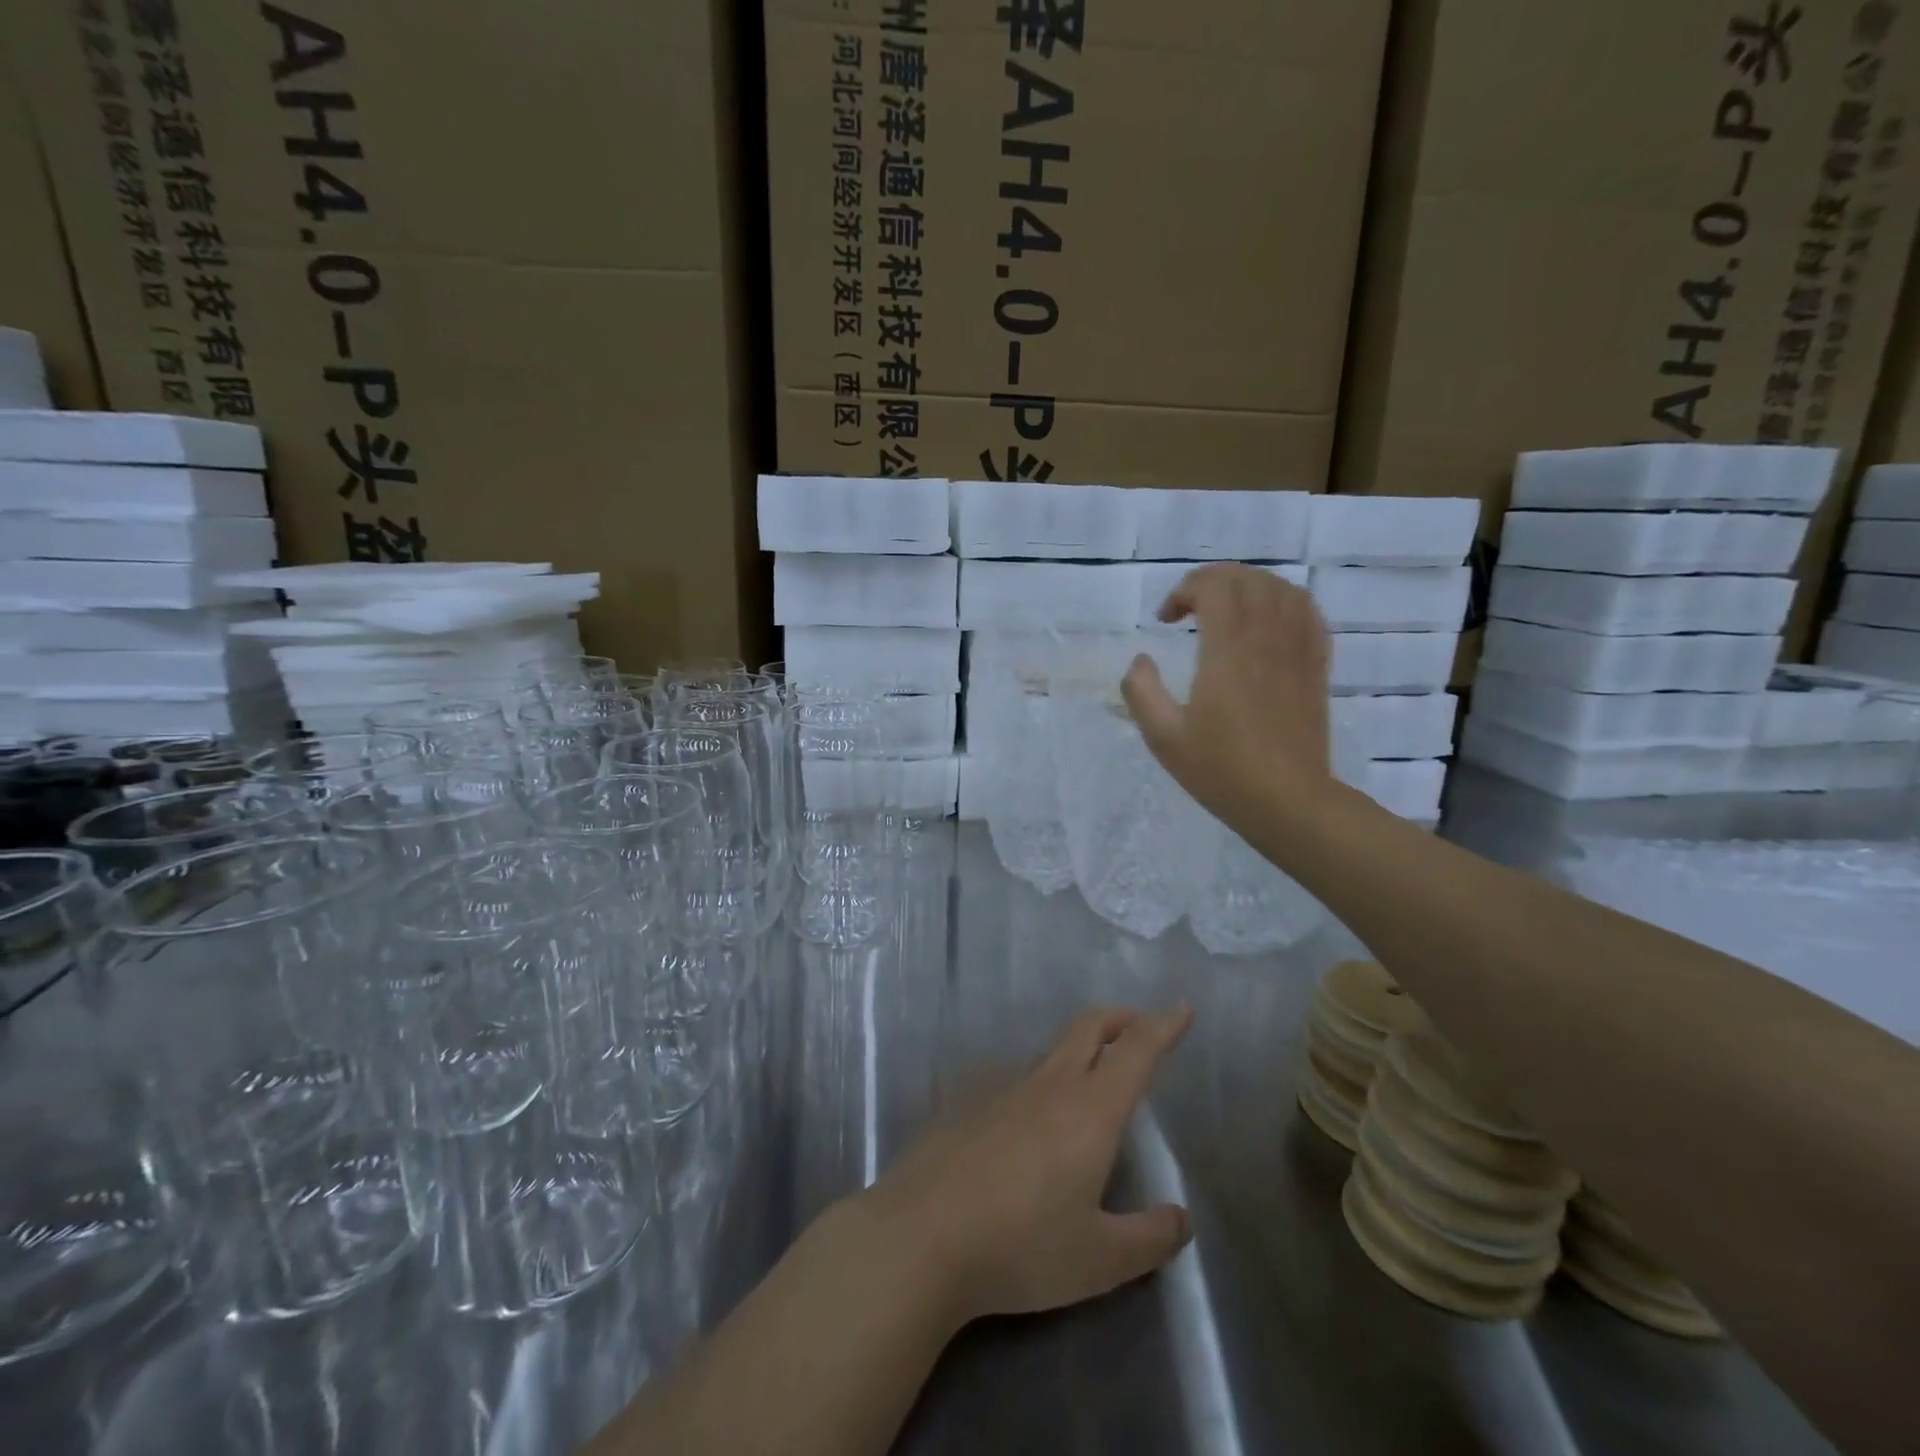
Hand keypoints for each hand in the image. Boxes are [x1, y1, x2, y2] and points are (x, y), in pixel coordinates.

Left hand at [853, 1005, 1193, 1329]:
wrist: (921, 1235)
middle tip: (1141, 1027)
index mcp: (1089, 1110)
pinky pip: (1015, 1082)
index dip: (1162, 1027)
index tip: (1181, 1007)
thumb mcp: (1100, 1259)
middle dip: (1121, 1019)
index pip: (1136, 1051)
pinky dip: (1040, 1086)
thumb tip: (1180, 1219)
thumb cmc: (1022, 1245)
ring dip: (1079, 1052)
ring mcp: (1002, 1088)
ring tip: (1090, 1086)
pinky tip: (1029, 1128)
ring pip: (1051, 1053)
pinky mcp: (967, 1103)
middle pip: (1089, 1028)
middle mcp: (1048, 1085)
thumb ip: (1149, 1238)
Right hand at [1121, 563, 1333, 829]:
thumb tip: (1141, 660)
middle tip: (1190, 609)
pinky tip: (1268, 621)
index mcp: (1228, 651)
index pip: (1214, 586)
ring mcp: (1298, 650)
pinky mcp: (1316, 665)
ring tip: (1227, 610)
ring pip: (1282, 589)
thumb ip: (1141, 691)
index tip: (1166, 619)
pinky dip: (1284, 603)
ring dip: (1249, 587)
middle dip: (1213, 581)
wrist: (1287, 801)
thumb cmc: (1221, 770)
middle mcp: (1266, 639)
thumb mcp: (1163, 736)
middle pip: (1248, 579)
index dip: (1185, 590)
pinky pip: (1308, 613)